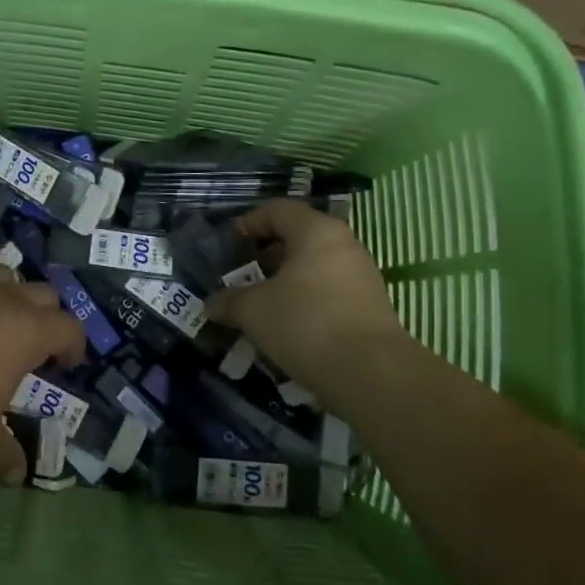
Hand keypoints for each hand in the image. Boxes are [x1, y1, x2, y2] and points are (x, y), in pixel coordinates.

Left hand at [0, 266, 83, 484]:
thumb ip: (4, 456)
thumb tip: (17, 474)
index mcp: (27, 331)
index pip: (69, 328)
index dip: (75, 345)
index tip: (68, 364)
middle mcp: (3, 298)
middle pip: (43, 293)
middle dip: (47, 316)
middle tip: (34, 345)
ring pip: (3, 275)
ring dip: (9, 296)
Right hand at [207, 200, 408, 401]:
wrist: (372, 374)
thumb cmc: (306, 323)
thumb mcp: (253, 310)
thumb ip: (229, 301)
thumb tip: (212, 304)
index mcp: (316, 231)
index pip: (277, 210)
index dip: (248, 223)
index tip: (228, 246)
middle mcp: (344, 244)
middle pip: (298, 238)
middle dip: (265, 256)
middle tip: (242, 277)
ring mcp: (362, 276)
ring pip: (313, 267)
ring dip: (285, 282)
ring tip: (261, 306)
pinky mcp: (371, 307)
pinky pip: (329, 292)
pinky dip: (305, 302)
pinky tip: (288, 327)